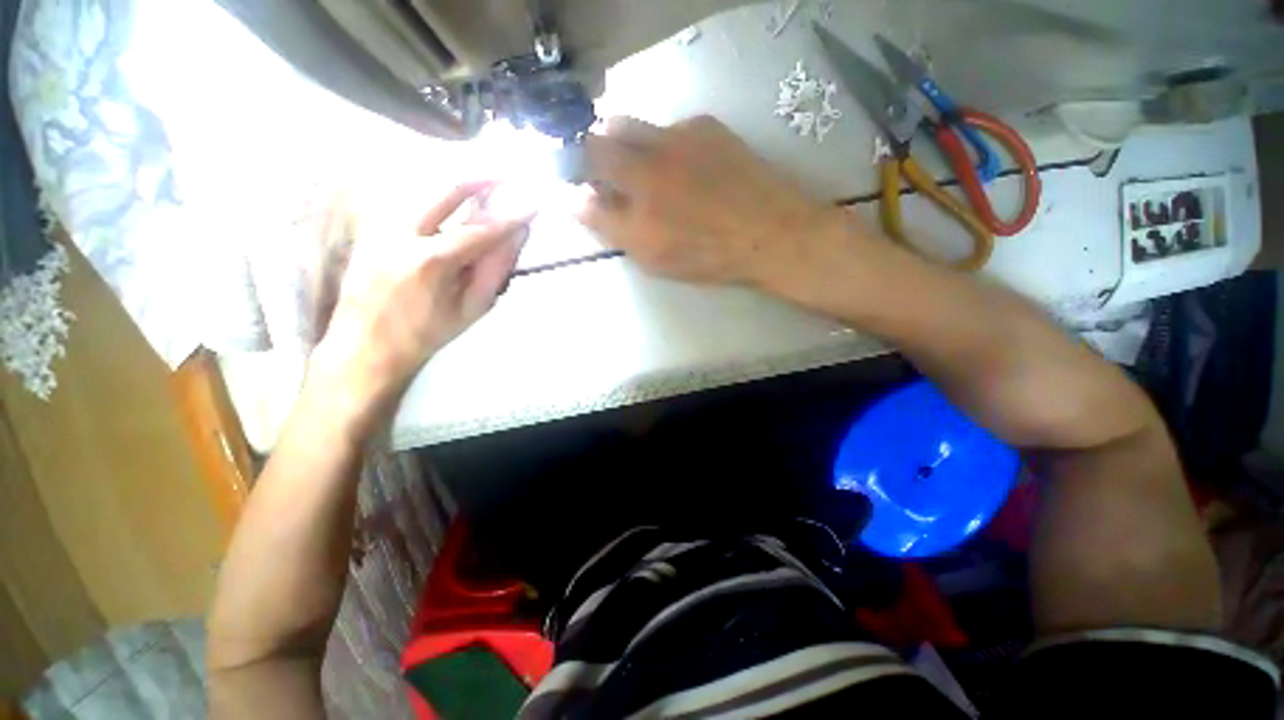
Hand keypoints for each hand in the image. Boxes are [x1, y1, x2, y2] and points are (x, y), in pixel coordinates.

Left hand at [307, 181, 531, 432]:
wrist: (366, 346)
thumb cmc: (427, 333)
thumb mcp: (471, 308)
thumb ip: (495, 269)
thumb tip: (517, 236)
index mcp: (431, 262)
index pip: (481, 228)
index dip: (511, 213)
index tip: (534, 201)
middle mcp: (401, 233)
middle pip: (444, 188)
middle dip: (480, 174)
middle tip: (508, 169)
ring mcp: (381, 225)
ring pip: (423, 186)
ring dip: (458, 178)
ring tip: (487, 175)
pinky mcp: (372, 226)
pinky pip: (410, 198)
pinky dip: (437, 191)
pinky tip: (455, 194)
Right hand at [576, 116, 847, 288]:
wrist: (770, 233)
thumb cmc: (708, 256)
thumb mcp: (653, 257)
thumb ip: (610, 227)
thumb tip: (576, 201)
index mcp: (635, 198)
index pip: (586, 176)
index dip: (578, 178)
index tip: (585, 188)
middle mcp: (649, 161)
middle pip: (601, 138)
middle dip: (596, 154)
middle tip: (611, 175)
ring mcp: (678, 138)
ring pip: (632, 126)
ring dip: (627, 144)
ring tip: (647, 170)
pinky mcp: (706, 127)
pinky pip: (670, 127)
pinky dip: (665, 144)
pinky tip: (686, 166)